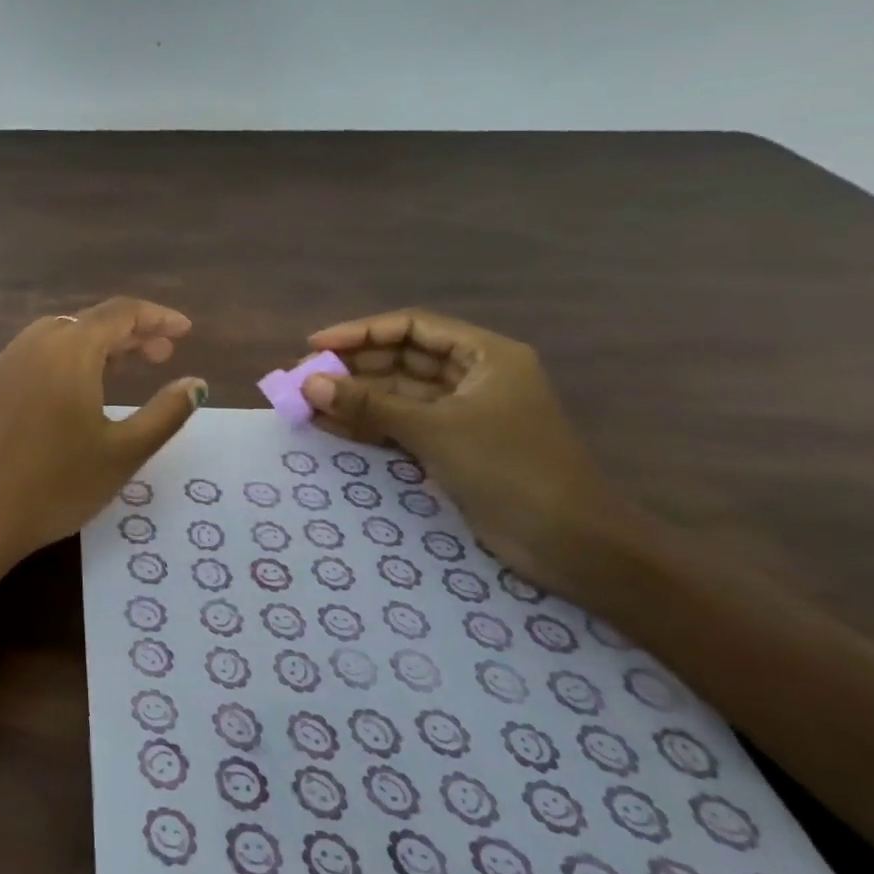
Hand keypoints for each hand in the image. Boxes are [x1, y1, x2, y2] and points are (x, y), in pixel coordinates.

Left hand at [0, 297, 206, 574]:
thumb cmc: (57, 486)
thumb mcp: (124, 453)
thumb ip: (166, 412)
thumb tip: (196, 383)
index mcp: (70, 351)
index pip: (120, 313)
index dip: (157, 317)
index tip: (185, 331)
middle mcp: (31, 344)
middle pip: (86, 322)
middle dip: (127, 333)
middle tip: (160, 357)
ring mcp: (0, 364)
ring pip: (53, 337)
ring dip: (90, 345)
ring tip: (117, 371)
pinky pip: (27, 358)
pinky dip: (57, 362)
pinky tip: (65, 395)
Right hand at [299, 309, 638, 596]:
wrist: (572, 546)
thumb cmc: (510, 469)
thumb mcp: (434, 430)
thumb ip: (368, 405)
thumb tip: (308, 384)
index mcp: (485, 356)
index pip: (412, 327)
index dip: (361, 332)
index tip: (316, 345)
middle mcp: (473, 377)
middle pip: (400, 359)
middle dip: (350, 367)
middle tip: (301, 377)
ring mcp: (461, 413)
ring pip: (395, 393)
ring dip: (352, 397)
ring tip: (303, 402)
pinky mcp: (451, 446)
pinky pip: (398, 423)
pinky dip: (365, 424)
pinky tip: (326, 425)